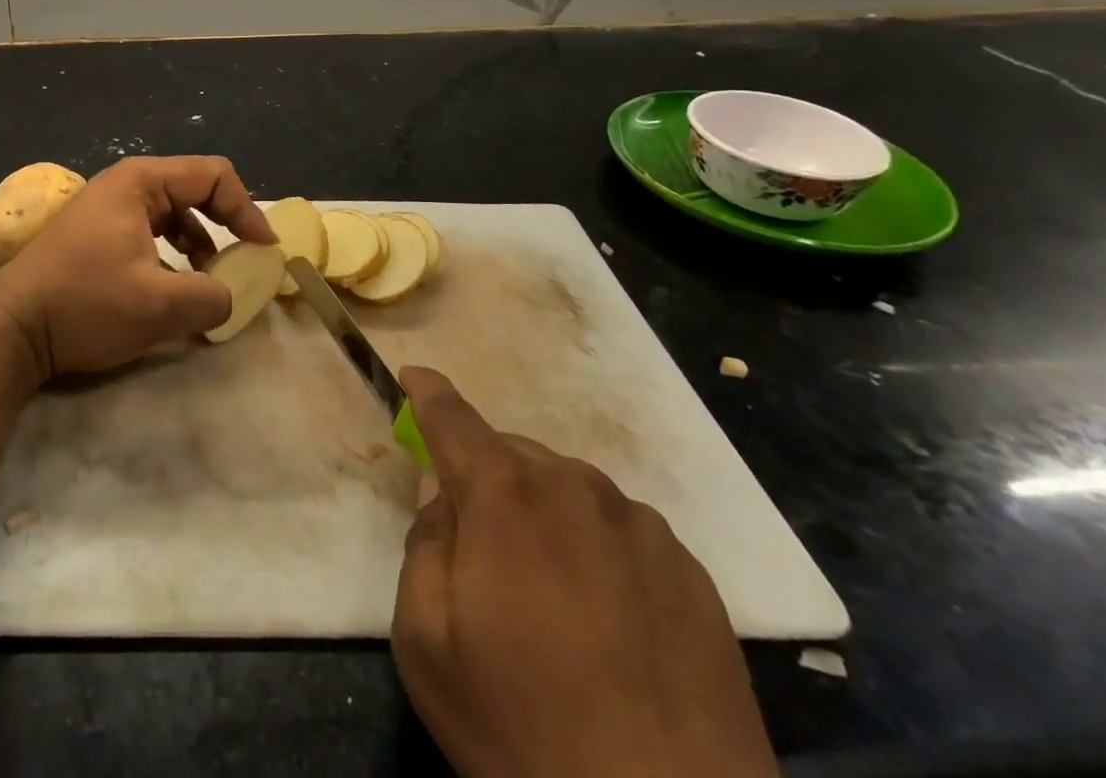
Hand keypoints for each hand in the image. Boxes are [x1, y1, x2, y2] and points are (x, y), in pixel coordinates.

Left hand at [0, 155, 274, 379]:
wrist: (12, 329)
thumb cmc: (86, 304)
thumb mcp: (159, 306)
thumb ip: (212, 297)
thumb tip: (231, 296)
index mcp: (141, 182)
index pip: (214, 175)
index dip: (246, 210)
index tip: (263, 250)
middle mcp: (125, 185)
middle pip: (194, 190)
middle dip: (224, 225)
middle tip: (242, 262)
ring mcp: (106, 209)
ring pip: (172, 214)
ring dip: (198, 244)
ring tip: (207, 281)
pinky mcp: (95, 235)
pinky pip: (150, 233)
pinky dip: (172, 255)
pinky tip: (171, 289)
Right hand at [391, 368, 777, 777]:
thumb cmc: (524, 730)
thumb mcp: (427, 642)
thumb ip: (423, 545)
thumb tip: (444, 494)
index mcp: (506, 494)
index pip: (453, 418)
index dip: (427, 393)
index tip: (413, 376)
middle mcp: (576, 488)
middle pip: (513, 456)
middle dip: (485, 479)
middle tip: (478, 545)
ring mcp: (641, 527)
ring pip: (569, 491)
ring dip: (542, 514)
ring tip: (547, 594)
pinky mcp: (692, 574)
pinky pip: (620, 532)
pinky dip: (595, 549)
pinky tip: (604, 621)